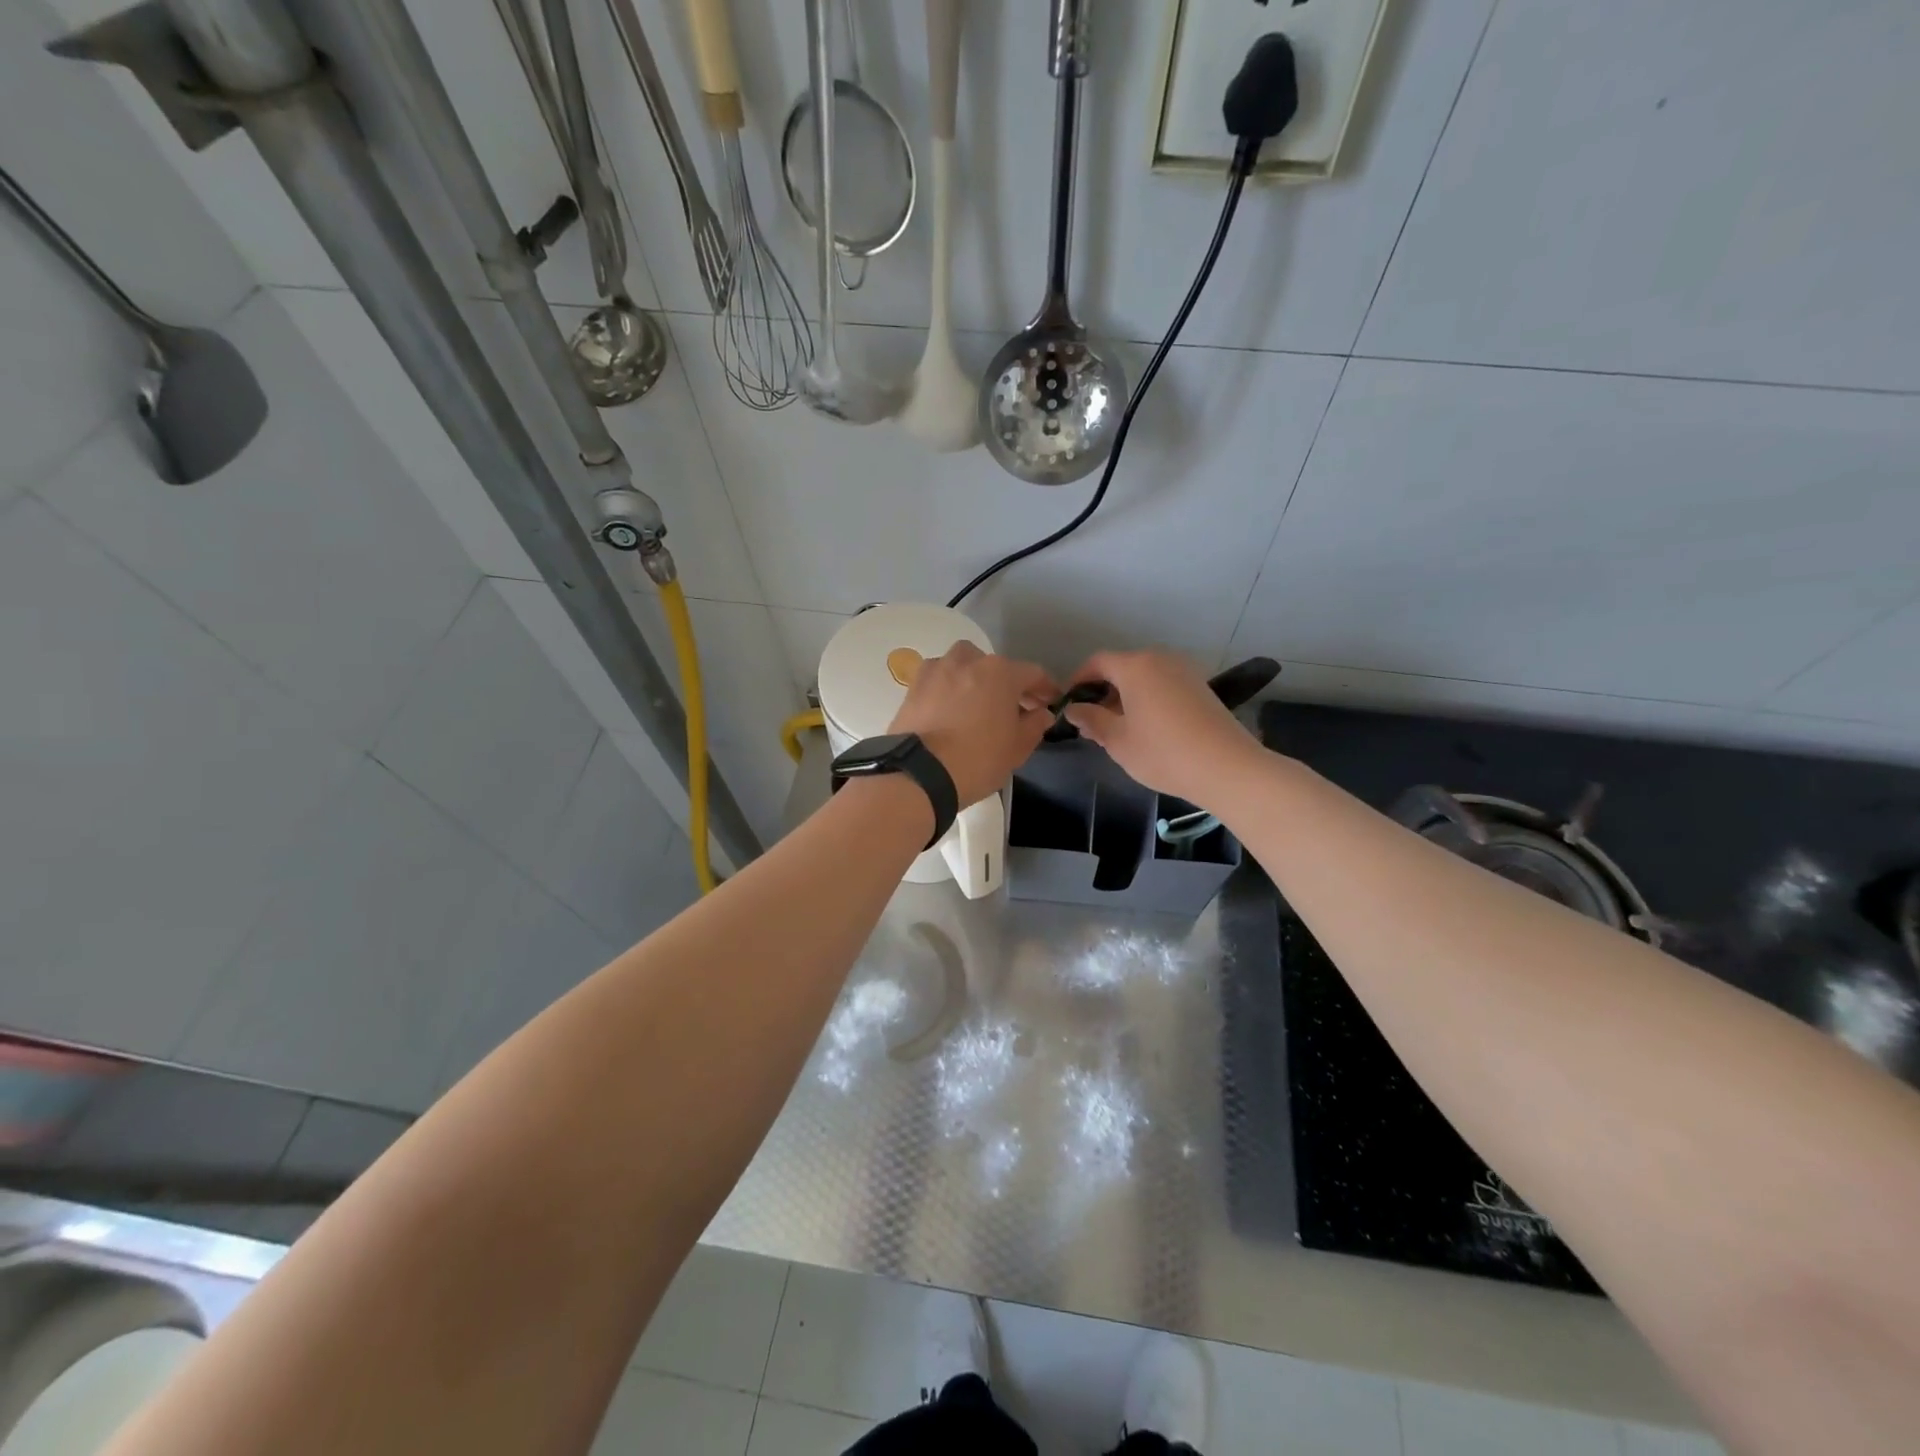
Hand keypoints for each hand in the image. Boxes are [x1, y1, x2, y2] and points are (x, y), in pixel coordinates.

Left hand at [888, 641, 1058, 807]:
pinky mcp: (913, 685)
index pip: (1032, 673)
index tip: (1050, 702)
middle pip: (995, 666)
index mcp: (1000, 672)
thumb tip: (1041, 713)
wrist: (918, 774)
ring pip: (963, 664)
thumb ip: (1034, 725)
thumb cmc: (977, 760)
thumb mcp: (1017, 748)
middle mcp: (968, 661)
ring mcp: (937, 669)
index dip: (1045, 688)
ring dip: (975, 678)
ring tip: (977, 703)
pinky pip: (939, 678)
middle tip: (1013, 707)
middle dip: (1008, 683)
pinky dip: (948, 687)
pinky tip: (949, 708)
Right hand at [1062, 650, 1261, 806]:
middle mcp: (1160, 660)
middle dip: (1103, 691)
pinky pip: (1163, 685)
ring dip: (1126, 697)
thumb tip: (1074, 709)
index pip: (1097, 662)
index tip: (1070, 704)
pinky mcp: (1201, 687)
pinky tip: (1147, 728)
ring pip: (1144, 678)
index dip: (1079, 680)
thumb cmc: (1163, 752)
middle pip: (1122, 668)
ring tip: (1118, 729)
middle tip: (1092, 723)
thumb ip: (1091, 720)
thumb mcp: (1117, 740)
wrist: (1227, 767)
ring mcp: (1184, 671)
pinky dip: (1148, 699)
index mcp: (1135, 667)